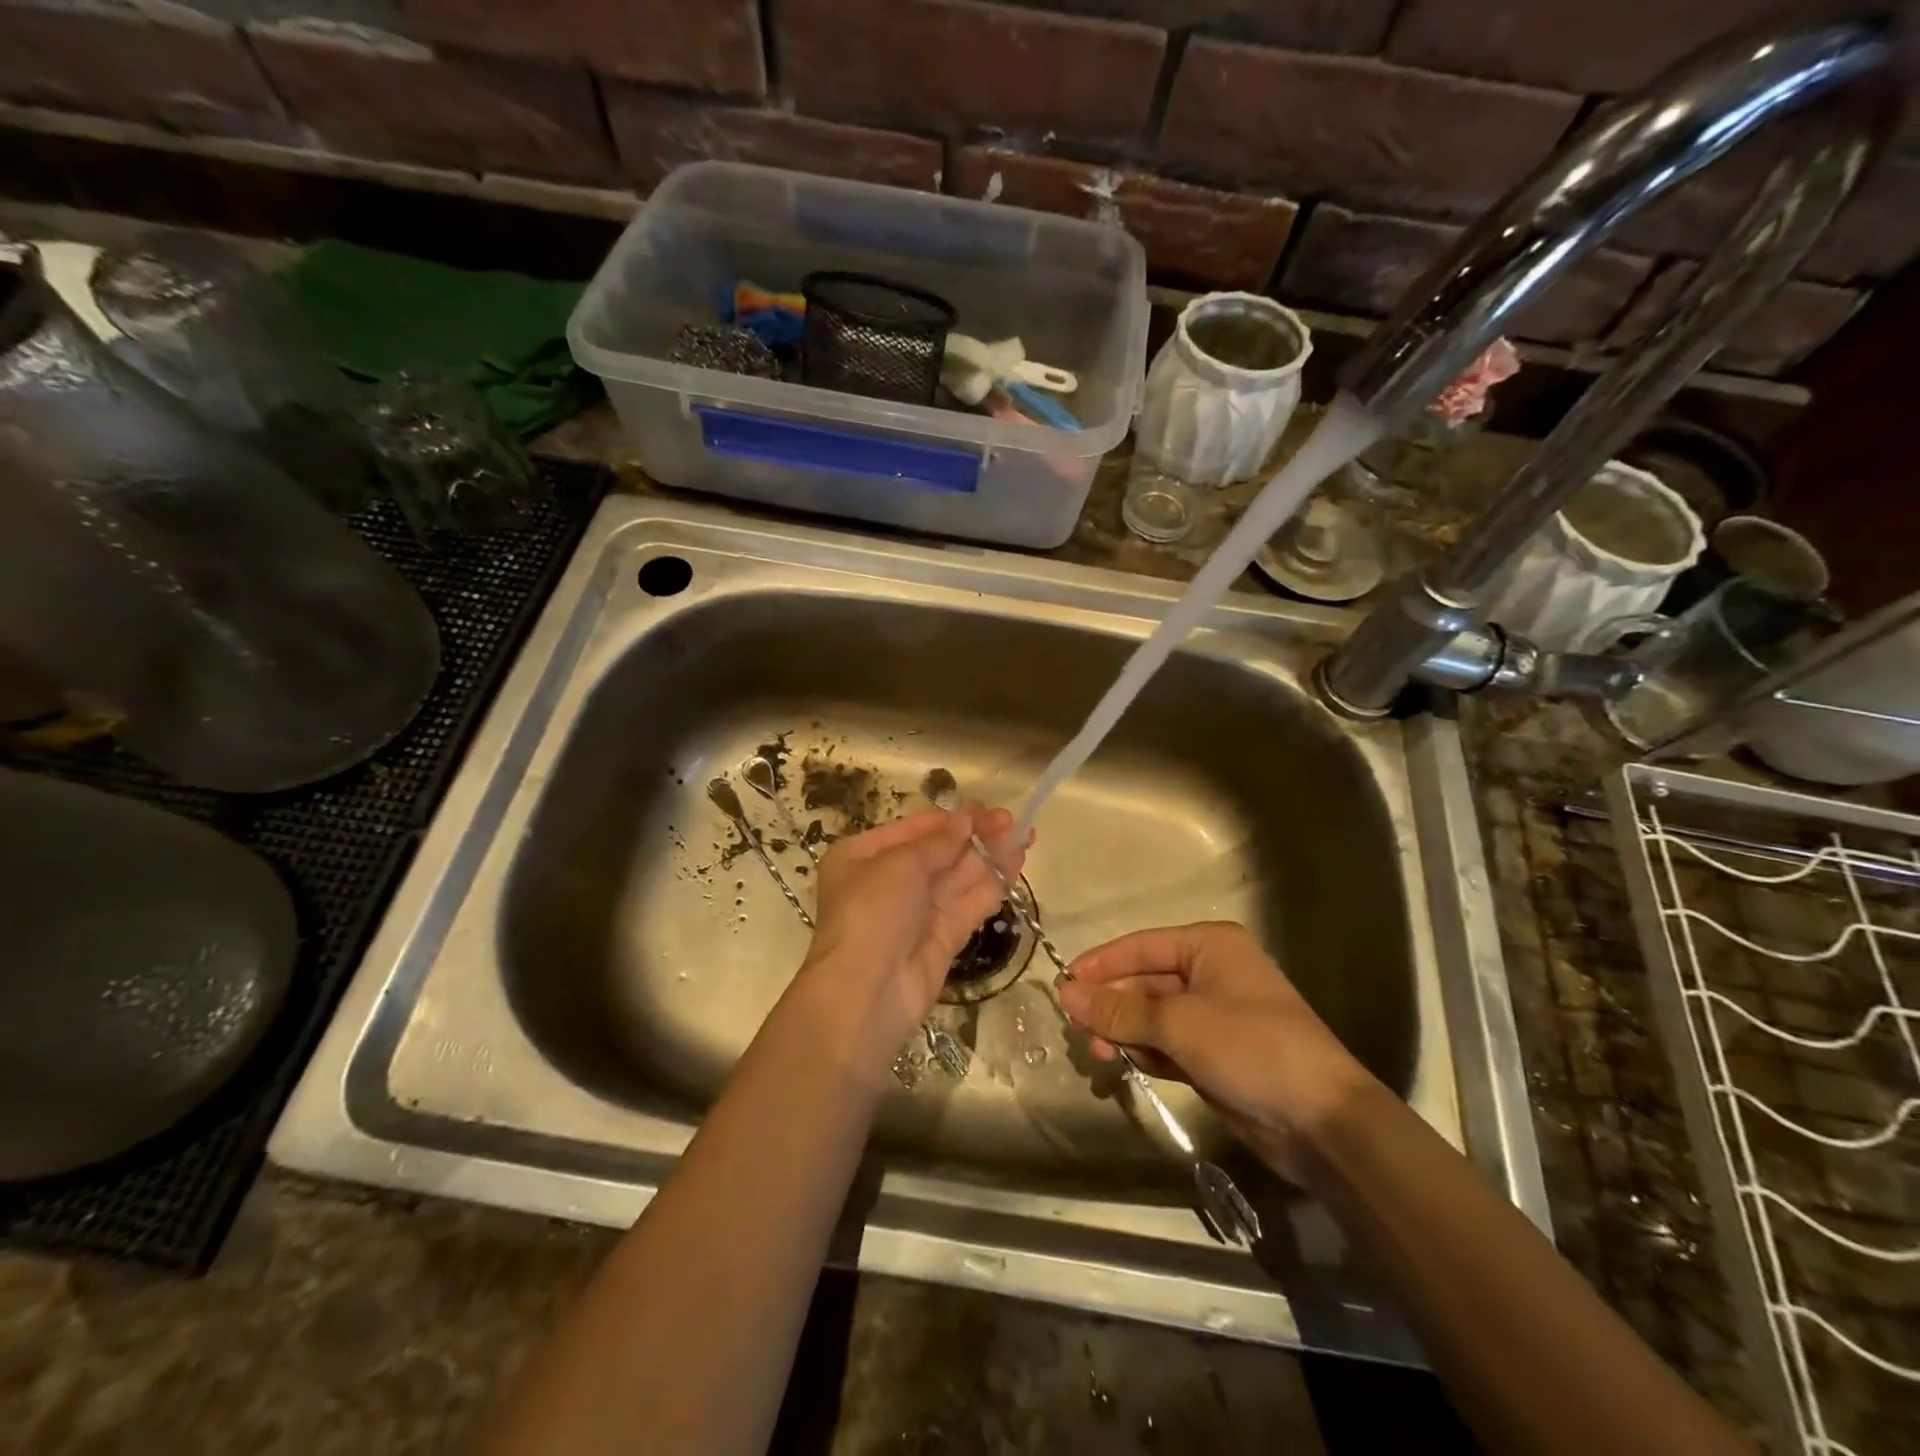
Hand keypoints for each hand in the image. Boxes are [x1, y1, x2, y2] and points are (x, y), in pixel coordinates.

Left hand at [797, 804, 1025, 1067]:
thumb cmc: (872, 912)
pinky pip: (968, 905)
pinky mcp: (941, 939)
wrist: (866, 992)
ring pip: (958, 878)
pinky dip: (992, 886)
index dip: (952, 818)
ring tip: (1025, 837)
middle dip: (976, 836)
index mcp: (864, 856)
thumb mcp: (901, 864)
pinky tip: (1016, 866)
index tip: (987, 808)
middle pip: (939, 852)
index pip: (915, 829)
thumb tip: (966, 818)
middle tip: (1013, 822)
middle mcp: (888, 881)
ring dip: (990, 857)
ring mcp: (917, 912)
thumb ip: (939, 841)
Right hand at [1056, 922, 1378, 1179]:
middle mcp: (1210, 974)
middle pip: (1144, 982)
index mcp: (1209, 947)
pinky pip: (1166, 1044)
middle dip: (1111, 1005)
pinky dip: (1145, 1052)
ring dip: (1124, 1032)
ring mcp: (1213, 1017)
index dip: (1100, 965)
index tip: (1062, 985)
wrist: (1323, 1123)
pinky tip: (1126, 1065)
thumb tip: (1066, 992)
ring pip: (1151, 1016)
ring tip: (1100, 1056)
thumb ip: (1120, 1009)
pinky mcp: (1214, 1055)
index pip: (1140, 947)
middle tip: (1078, 1031)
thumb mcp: (1180, 1023)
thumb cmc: (1253, 1049)